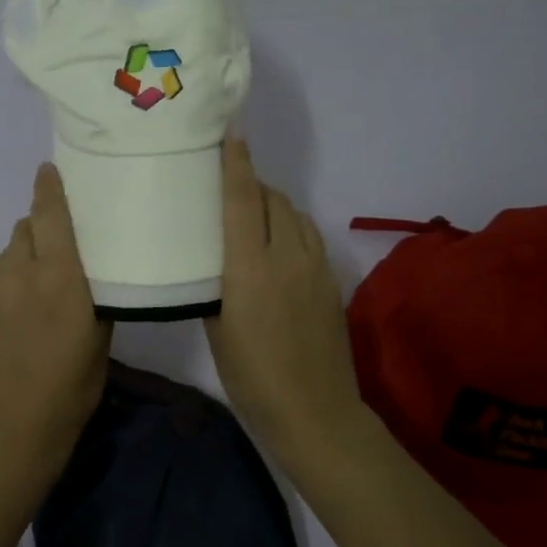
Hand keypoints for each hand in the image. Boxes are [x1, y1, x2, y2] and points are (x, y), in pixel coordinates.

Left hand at [0, 163, 112, 470]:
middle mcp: (21, 271)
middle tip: (62, 243)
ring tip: (42, 280)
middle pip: (26, 227)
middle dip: (43, 226)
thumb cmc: (71, 384)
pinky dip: (12, 277)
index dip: (49, 188)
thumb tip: (92, 272)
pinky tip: (23, 307)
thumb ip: (94, 294)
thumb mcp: (100, 337)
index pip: (50, 214)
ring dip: (27, 253)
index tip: (50, 169)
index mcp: (59, 275)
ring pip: (10, 252)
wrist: (13, 425)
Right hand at [205, 139, 363, 462]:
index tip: (231, 135)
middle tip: (228, 187)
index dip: (236, 166)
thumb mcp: (217, 329)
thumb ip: (215, 285)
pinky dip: (291, 227)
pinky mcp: (331, 281)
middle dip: (252, 184)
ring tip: (253, 214)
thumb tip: (214, 261)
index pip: (242, 201)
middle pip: (273, 199)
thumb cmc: (251, 376)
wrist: (314, 411)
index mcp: (250, 268)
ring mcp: (315, 267)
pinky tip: (279, 246)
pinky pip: (310, 236)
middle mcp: (286, 256)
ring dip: (274, 204)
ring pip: (296, 215)